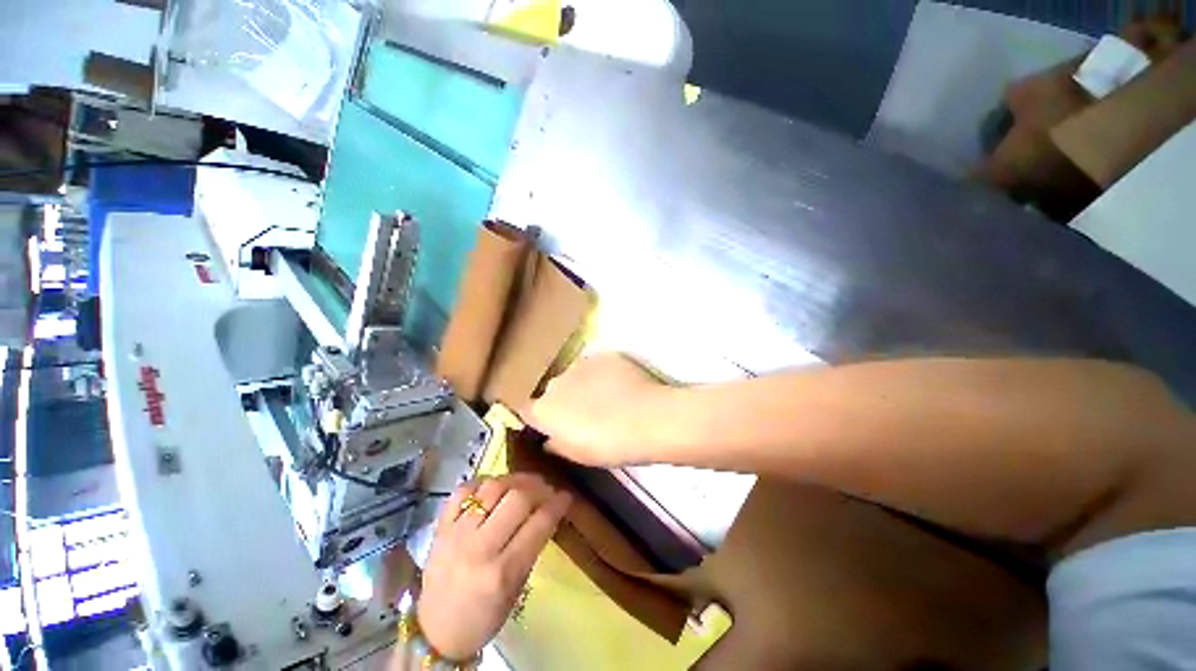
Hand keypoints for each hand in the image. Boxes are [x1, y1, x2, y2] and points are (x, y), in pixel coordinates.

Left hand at [417, 474, 570, 660]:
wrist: (435, 631)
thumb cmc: (484, 616)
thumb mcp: (516, 589)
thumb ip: (532, 548)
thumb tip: (548, 510)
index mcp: (502, 572)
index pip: (538, 524)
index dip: (557, 504)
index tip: (565, 496)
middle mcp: (479, 548)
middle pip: (517, 498)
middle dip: (538, 488)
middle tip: (546, 489)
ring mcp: (456, 534)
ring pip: (492, 487)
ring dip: (514, 480)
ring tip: (524, 484)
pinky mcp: (440, 526)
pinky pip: (464, 489)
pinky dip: (482, 482)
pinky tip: (494, 487)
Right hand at [527, 353, 667, 466]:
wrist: (649, 418)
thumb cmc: (610, 445)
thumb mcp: (578, 455)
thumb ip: (557, 444)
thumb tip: (550, 439)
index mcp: (544, 409)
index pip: (527, 410)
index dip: (540, 418)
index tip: (553, 426)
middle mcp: (556, 381)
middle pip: (554, 391)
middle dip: (564, 401)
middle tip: (586, 415)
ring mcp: (581, 363)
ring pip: (576, 376)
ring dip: (584, 385)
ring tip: (608, 399)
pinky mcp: (604, 355)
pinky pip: (597, 366)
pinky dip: (604, 375)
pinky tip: (622, 386)